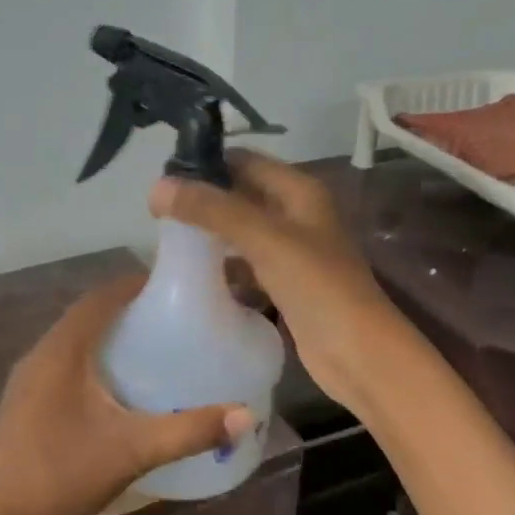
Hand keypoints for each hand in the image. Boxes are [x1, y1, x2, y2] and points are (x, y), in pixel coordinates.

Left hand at [0, 274, 252, 514]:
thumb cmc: (58, 474)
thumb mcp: (131, 451)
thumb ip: (188, 430)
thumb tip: (244, 415)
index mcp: (62, 349)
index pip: (101, 296)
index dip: (137, 284)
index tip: (176, 288)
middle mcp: (41, 354)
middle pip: (89, 315)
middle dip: (129, 310)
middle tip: (175, 320)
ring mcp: (28, 381)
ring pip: (75, 342)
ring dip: (110, 337)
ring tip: (154, 348)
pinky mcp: (25, 405)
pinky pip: (66, 366)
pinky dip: (95, 362)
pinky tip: (119, 390)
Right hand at [150, 151, 404, 417]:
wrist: (358, 353)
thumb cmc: (318, 286)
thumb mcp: (265, 239)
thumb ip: (212, 210)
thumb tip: (156, 187)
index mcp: (299, 191)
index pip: (244, 161)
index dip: (206, 164)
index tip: (162, 179)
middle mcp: (296, 214)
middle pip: (241, 195)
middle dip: (203, 200)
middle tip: (157, 213)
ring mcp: (292, 251)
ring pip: (241, 232)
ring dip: (210, 234)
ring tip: (167, 241)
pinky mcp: (285, 284)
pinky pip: (246, 265)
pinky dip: (223, 266)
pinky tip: (193, 275)